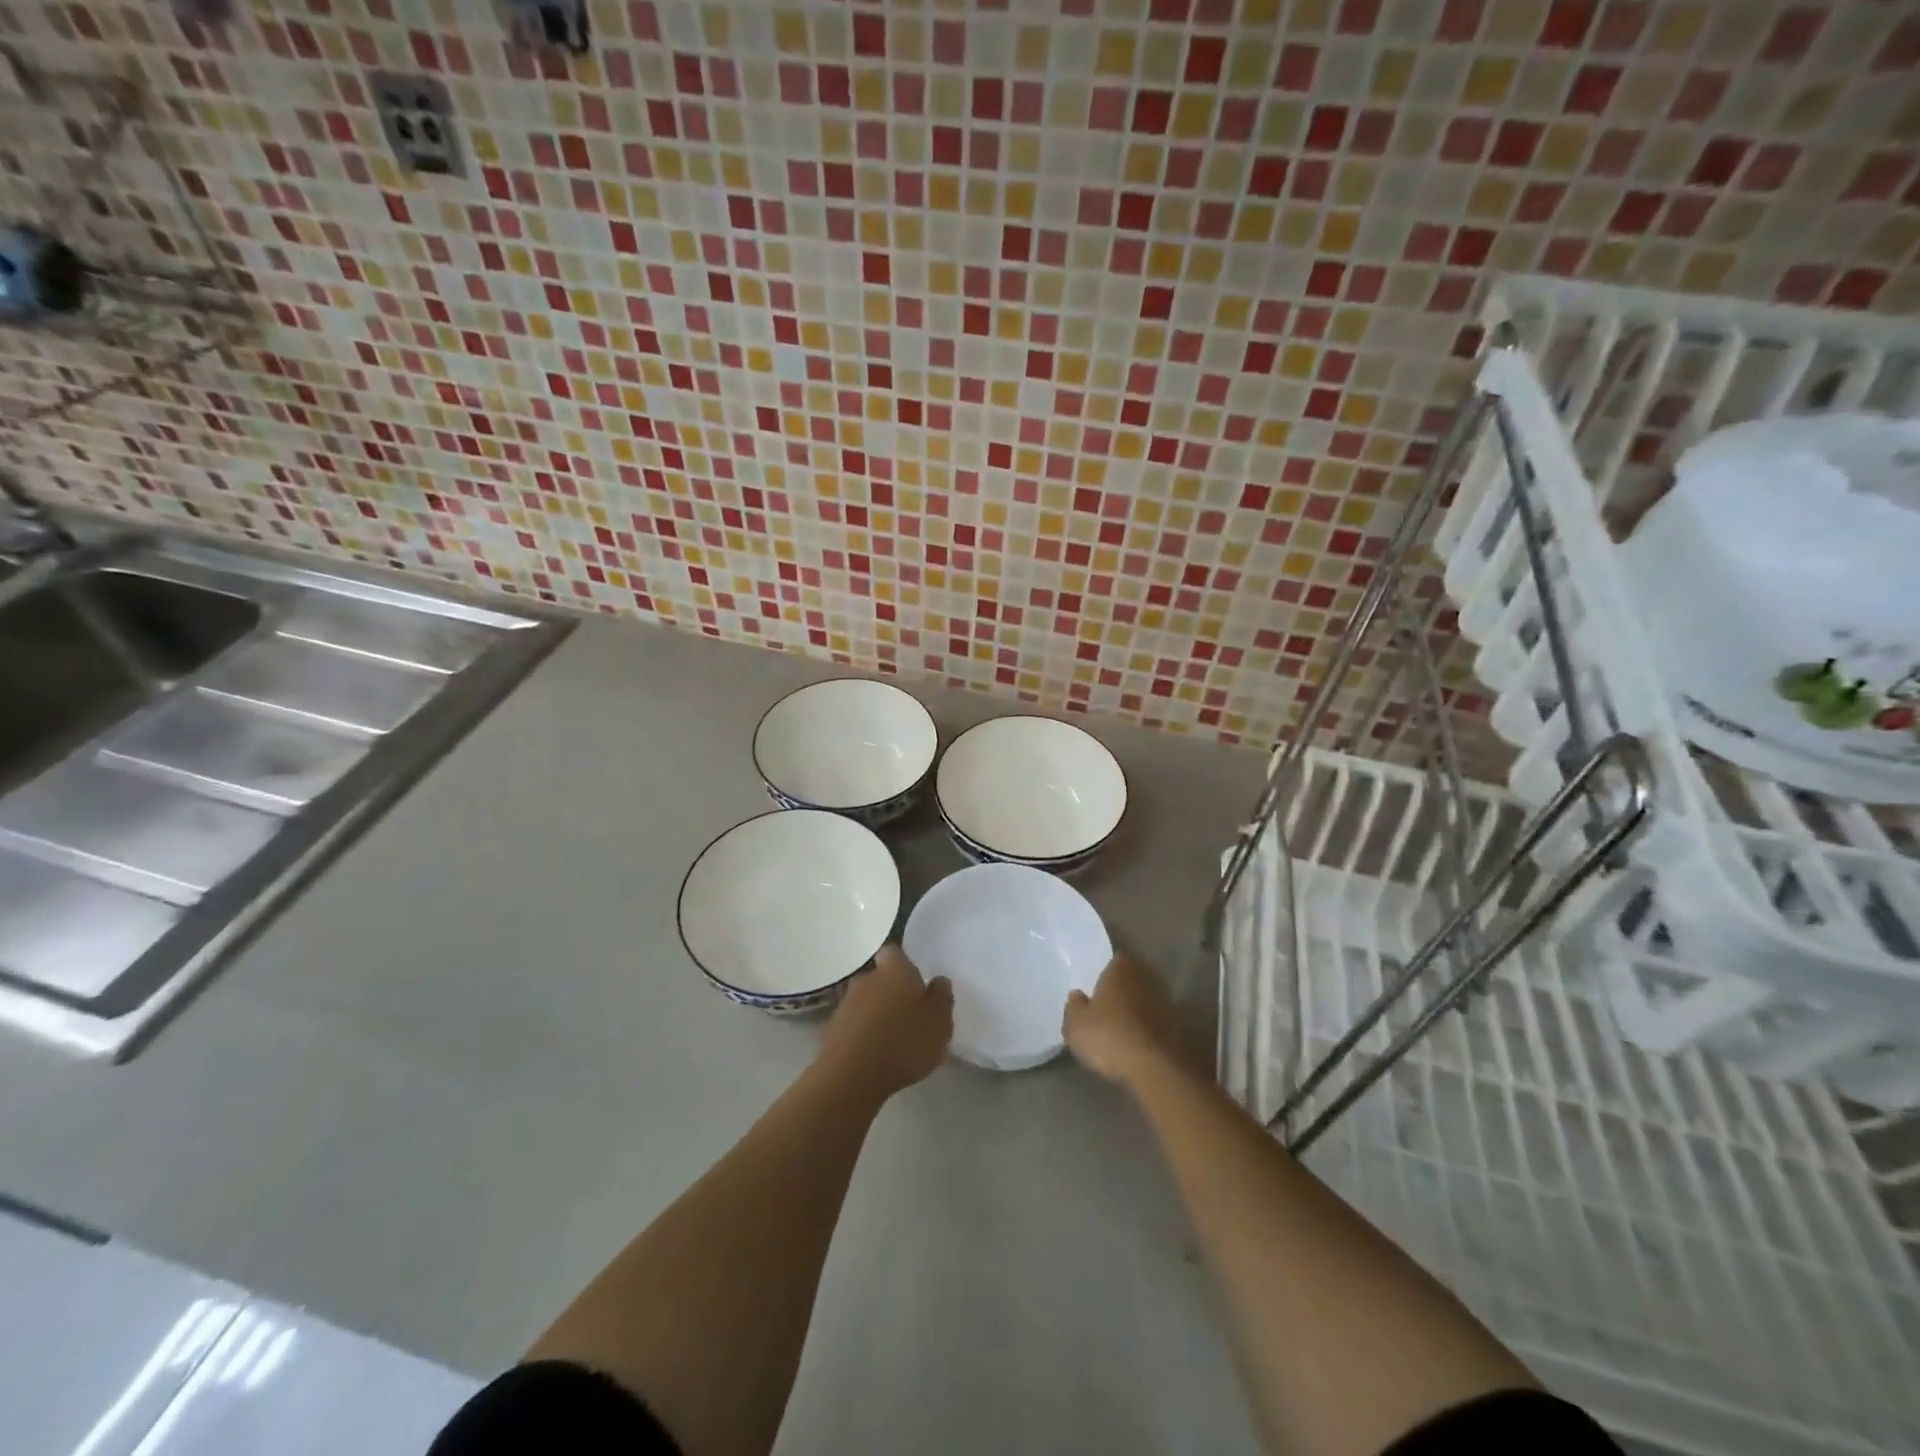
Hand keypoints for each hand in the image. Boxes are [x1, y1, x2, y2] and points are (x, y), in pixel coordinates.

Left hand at [819, 944, 953, 1099]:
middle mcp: (867, 979)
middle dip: (891, 991)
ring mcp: (845, 1005)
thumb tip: (939, 981)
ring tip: (892, 1040)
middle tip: (908, 1014)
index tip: (915, 982)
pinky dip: (861, 1035)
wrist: (851, 1076)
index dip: (904, 964)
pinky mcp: (831, 1031)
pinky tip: (873, 1055)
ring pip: (864, 1002)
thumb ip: (941, 998)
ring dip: (875, 1014)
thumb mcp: (940, 1023)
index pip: (894, 952)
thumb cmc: (904, 1043)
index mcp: (895, 970)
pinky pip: (852, 1026)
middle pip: (879, 977)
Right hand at [1063, 953, 1190, 1087]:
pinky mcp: (1178, 1027)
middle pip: (1130, 979)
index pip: (1113, 959)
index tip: (1094, 986)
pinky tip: (1135, 1045)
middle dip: (1120, 991)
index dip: (1104, 971)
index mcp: (1121, 967)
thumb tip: (1077, 996)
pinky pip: (1155, 1022)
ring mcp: (1166, 1002)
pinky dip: (1146, 1030)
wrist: (1158, 1068)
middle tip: (1104, 1007)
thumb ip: (1074, 1007)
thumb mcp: (1076, 1026)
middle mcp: (1146, 977)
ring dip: (1135, 1011)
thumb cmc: (1110, 1036)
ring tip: (1119, 1029)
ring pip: (1144, 1000)